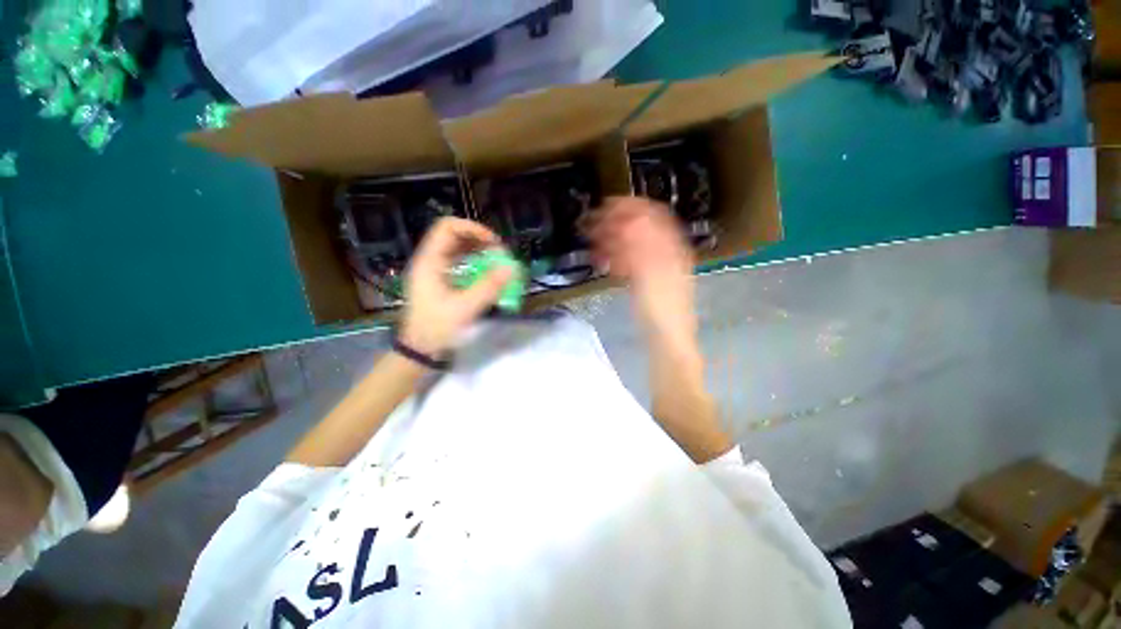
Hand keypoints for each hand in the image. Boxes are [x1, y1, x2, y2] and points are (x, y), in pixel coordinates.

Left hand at [399, 218, 512, 356]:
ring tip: (498, 264)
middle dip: (480, 241)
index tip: (494, 244)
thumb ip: (489, 287)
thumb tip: (512, 268)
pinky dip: (476, 265)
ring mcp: (435, 271)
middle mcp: (431, 261)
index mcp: (430, 261)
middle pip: (455, 236)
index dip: (473, 229)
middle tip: (500, 255)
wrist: (419, 350)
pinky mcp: (442, 282)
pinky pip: (460, 264)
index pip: (448, 227)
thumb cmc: (437, 328)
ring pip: (459, 250)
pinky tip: (488, 276)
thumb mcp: (465, 308)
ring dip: (480, 253)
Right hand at [588, 197, 696, 338]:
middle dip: (617, 223)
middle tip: (593, 224)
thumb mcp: (650, 275)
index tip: (606, 204)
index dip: (630, 206)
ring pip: (633, 246)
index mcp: (672, 247)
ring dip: (614, 242)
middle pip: (641, 229)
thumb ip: (641, 246)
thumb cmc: (661, 308)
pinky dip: (618, 259)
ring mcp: (657, 266)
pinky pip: (631, 263)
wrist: (667, 338)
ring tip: (595, 244)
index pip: (653, 215)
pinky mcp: (647, 280)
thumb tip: (630, 218)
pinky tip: (606, 263)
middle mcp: (667, 252)